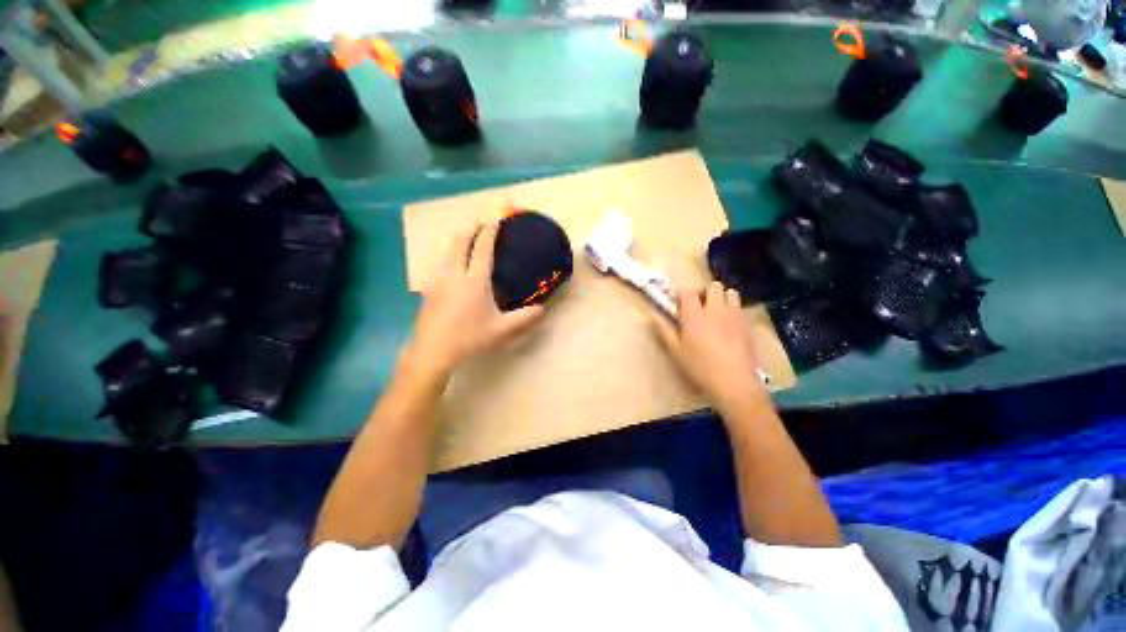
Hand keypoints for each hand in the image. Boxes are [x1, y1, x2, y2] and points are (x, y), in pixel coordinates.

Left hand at [408, 221, 544, 375]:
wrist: (433, 351)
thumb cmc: (470, 338)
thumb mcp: (502, 330)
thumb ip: (525, 318)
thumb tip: (542, 309)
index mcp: (475, 280)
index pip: (482, 248)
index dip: (489, 232)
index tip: (495, 220)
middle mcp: (455, 274)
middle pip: (459, 242)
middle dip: (470, 229)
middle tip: (479, 223)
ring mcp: (438, 281)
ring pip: (447, 252)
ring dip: (458, 241)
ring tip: (467, 241)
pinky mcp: (429, 290)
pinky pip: (441, 265)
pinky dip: (450, 257)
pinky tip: (454, 269)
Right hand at [652, 282, 767, 410]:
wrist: (734, 380)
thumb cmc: (699, 366)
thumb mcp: (676, 350)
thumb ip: (664, 329)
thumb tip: (653, 314)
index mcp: (695, 314)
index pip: (687, 292)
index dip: (681, 293)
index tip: (677, 302)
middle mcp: (715, 309)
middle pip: (713, 286)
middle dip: (705, 291)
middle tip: (699, 305)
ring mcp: (734, 315)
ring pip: (731, 293)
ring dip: (722, 297)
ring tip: (716, 311)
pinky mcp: (747, 324)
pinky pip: (740, 307)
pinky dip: (732, 309)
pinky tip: (728, 325)